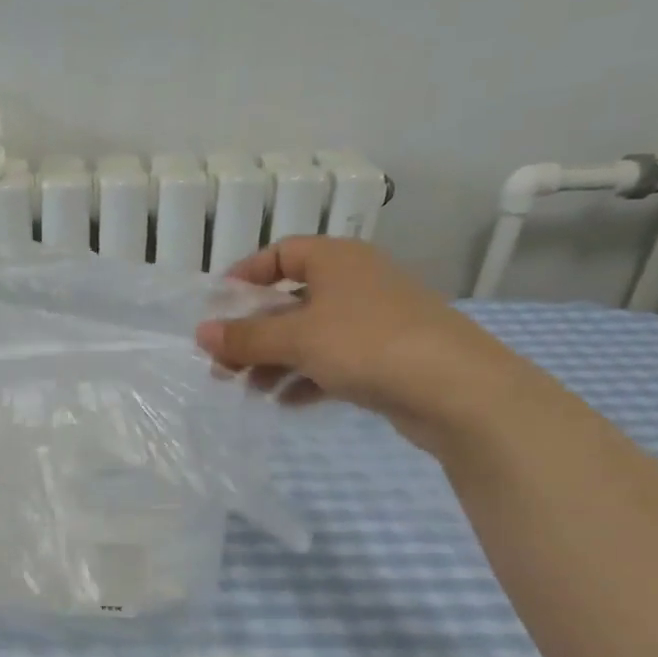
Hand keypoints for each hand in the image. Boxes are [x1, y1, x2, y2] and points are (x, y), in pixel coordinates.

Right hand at [194, 237, 522, 449]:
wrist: (456, 390)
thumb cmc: (367, 344)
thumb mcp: (297, 338)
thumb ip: (246, 337)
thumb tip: (201, 333)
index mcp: (336, 260)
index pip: (282, 254)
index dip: (246, 276)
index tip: (218, 307)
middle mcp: (355, 283)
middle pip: (291, 300)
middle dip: (254, 333)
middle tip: (222, 363)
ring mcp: (373, 321)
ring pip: (310, 336)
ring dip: (275, 361)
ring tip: (247, 390)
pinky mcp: (385, 358)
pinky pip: (333, 362)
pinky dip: (306, 379)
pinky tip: (285, 402)